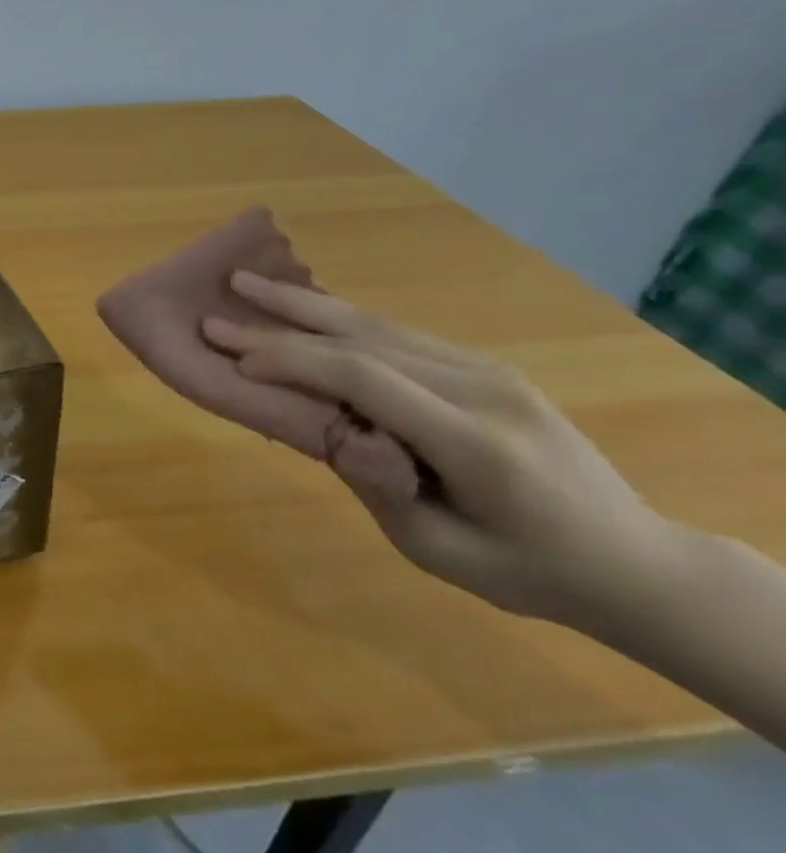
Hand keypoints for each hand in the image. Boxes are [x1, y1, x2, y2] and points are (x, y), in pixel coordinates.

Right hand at [201, 274, 676, 627]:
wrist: (632, 559)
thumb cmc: (527, 570)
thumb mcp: (441, 552)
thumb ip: (378, 486)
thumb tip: (327, 428)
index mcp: (474, 441)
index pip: (364, 378)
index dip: (292, 361)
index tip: (234, 361)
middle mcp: (483, 389)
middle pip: (363, 338)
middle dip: (282, 320)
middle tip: (220, 306)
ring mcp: (488, 371)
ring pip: (377, 325)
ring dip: (305, 304)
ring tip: (247, 282)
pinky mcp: (483, 366)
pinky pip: (397, 333)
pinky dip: (340, 318)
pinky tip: (305, 307)